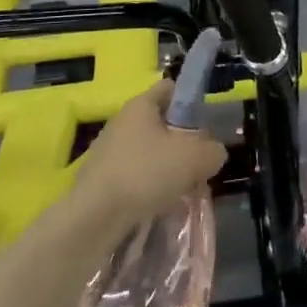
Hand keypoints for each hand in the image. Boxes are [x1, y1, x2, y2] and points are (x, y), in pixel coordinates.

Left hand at [75, 81, 226, 234]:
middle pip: (162, 124)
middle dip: (183, 142)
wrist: (93, 217)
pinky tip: (160, 205)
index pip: (171, 88)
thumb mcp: (196, 158)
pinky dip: (151, 188)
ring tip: (183, 190)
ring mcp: (109, 152)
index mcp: (141, 105)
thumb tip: (213, 152)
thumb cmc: (145, 173)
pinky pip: (136, 176)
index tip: (206, 125)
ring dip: (168, 169)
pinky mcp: (101, 180)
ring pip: (150, 153)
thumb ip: (213, 150)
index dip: (191, 100)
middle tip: (199, 163)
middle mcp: (122, 122)